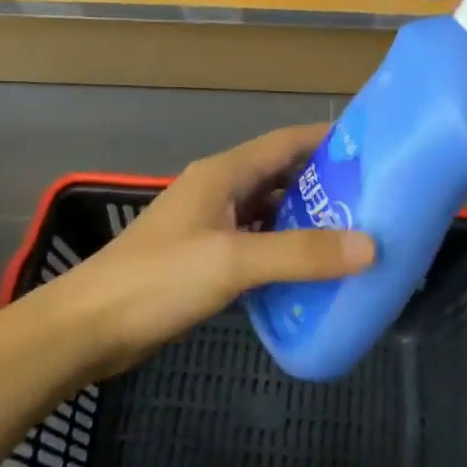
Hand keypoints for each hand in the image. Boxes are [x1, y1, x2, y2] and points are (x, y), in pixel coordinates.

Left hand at [43, 125, 375, 375]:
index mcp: (223, 174)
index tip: (375, 149)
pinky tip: (312, 272)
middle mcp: (219, 191)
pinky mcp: (205, 259)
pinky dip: (284, 252)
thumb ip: (300, 253)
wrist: (90, 327)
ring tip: (355, 236)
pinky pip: (256, 245)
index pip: (286, 142)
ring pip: (269, 213)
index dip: (328, 140)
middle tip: (376, 201)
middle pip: (281, 176)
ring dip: (306, 220)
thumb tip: (370, 246)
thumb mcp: (233, 262)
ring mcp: (210, 226)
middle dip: (325, 184)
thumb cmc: (159, 280)